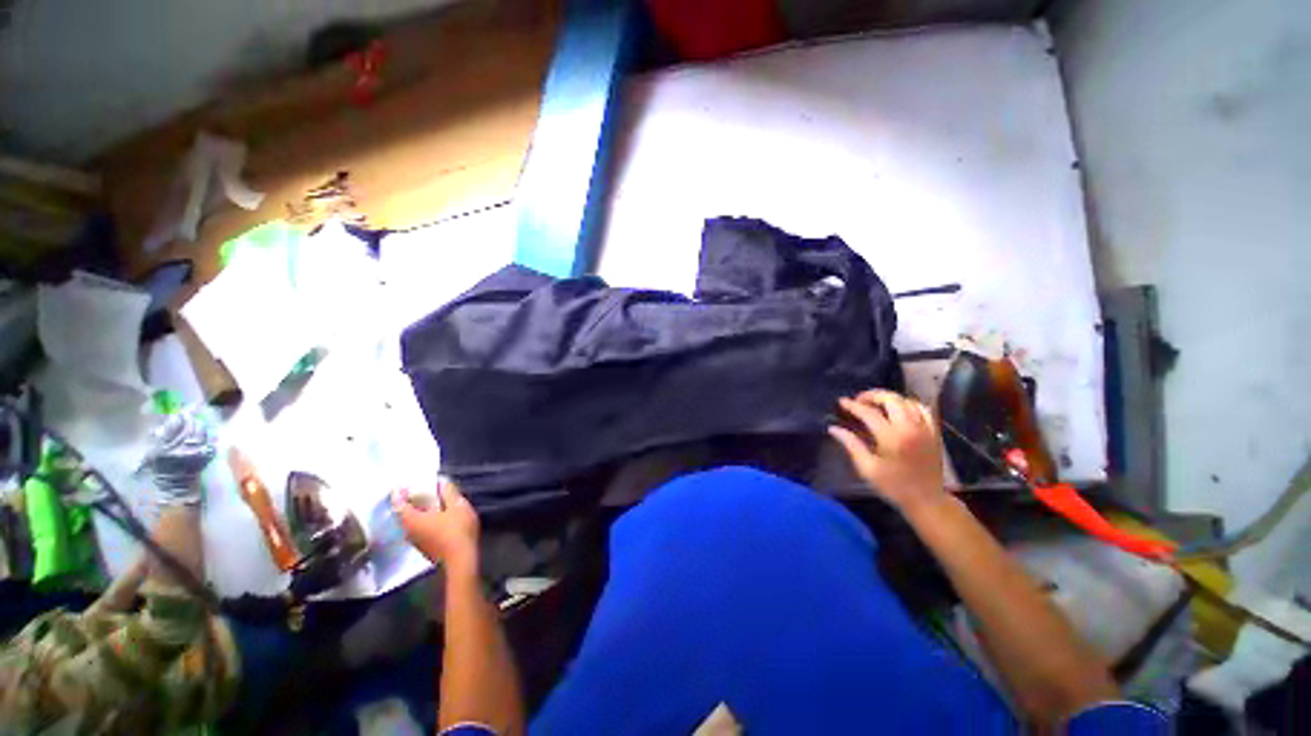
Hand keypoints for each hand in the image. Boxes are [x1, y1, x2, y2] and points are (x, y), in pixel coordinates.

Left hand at [393, 481, 480, 573]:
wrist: (461, 559)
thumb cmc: (457, 529)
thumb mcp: (457, 505)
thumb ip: (448, 493)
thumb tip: (441, 482)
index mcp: (412, 519)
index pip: (399, 503)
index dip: (400, 492)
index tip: (404, 484)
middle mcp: (409, 531)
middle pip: (403, 514)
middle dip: (410, 502)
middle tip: (420, 491)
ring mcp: (416, 542)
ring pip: (411, 524)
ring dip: (417, 513)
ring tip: (429, 503)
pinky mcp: (425, 549)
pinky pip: (419, 531)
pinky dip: (423, 522)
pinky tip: (436, 519)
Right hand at [829, 389, 945, 513]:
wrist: (927, 500)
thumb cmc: (893, 486)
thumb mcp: (867, 469)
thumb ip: (851, 445)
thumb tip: (833, 429)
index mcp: (892, 438)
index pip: (869, 413)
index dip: (853, 405)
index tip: (841, 402)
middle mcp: (910, 428)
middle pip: (891, 399)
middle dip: (872, 395)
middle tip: (859, 401)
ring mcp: (925, 429)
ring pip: (907, 401)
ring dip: (889, 398)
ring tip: (876, 404)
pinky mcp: (934, 432)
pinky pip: (923, 409)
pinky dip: (909, 404)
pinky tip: (899, 409)